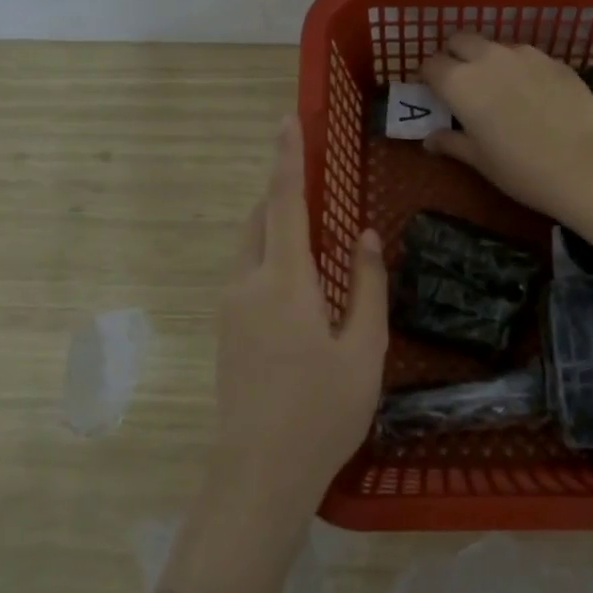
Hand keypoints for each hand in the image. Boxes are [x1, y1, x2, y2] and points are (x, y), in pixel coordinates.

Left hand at [160, 116, 386, 592]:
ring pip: (251, 246)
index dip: (287, 157)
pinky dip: (271, 256)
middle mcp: (247, 284)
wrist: (258, 474)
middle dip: (284, 192)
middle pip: (261, 219)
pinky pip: (248, 273)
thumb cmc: (322, 412)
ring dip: (278, 227)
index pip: (284, 202)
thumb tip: (363, 236)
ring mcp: (230, 309)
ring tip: (316, 236)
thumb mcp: (364, 349)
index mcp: (283, 282)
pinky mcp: (226, 331)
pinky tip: (301, 284)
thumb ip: (366, 286)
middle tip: (318, 185)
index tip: (287, 118)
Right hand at [419, 34, 592, 302]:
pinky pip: (526, 56)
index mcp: (460, 83)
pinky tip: (532, 96)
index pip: (431, 64)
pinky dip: (519, 68)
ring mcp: (525, 55)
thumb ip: (452, 143)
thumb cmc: (521, 170)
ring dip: (488, 60)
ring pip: (495, 46)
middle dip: (455, 56)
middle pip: (460, 40)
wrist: (586, 166)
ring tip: (499, 90)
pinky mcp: (554, 60)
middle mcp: (488, 58)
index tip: (435, 95)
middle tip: (461, 85)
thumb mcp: (480, 161)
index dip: (429, 78)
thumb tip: (430, 139)